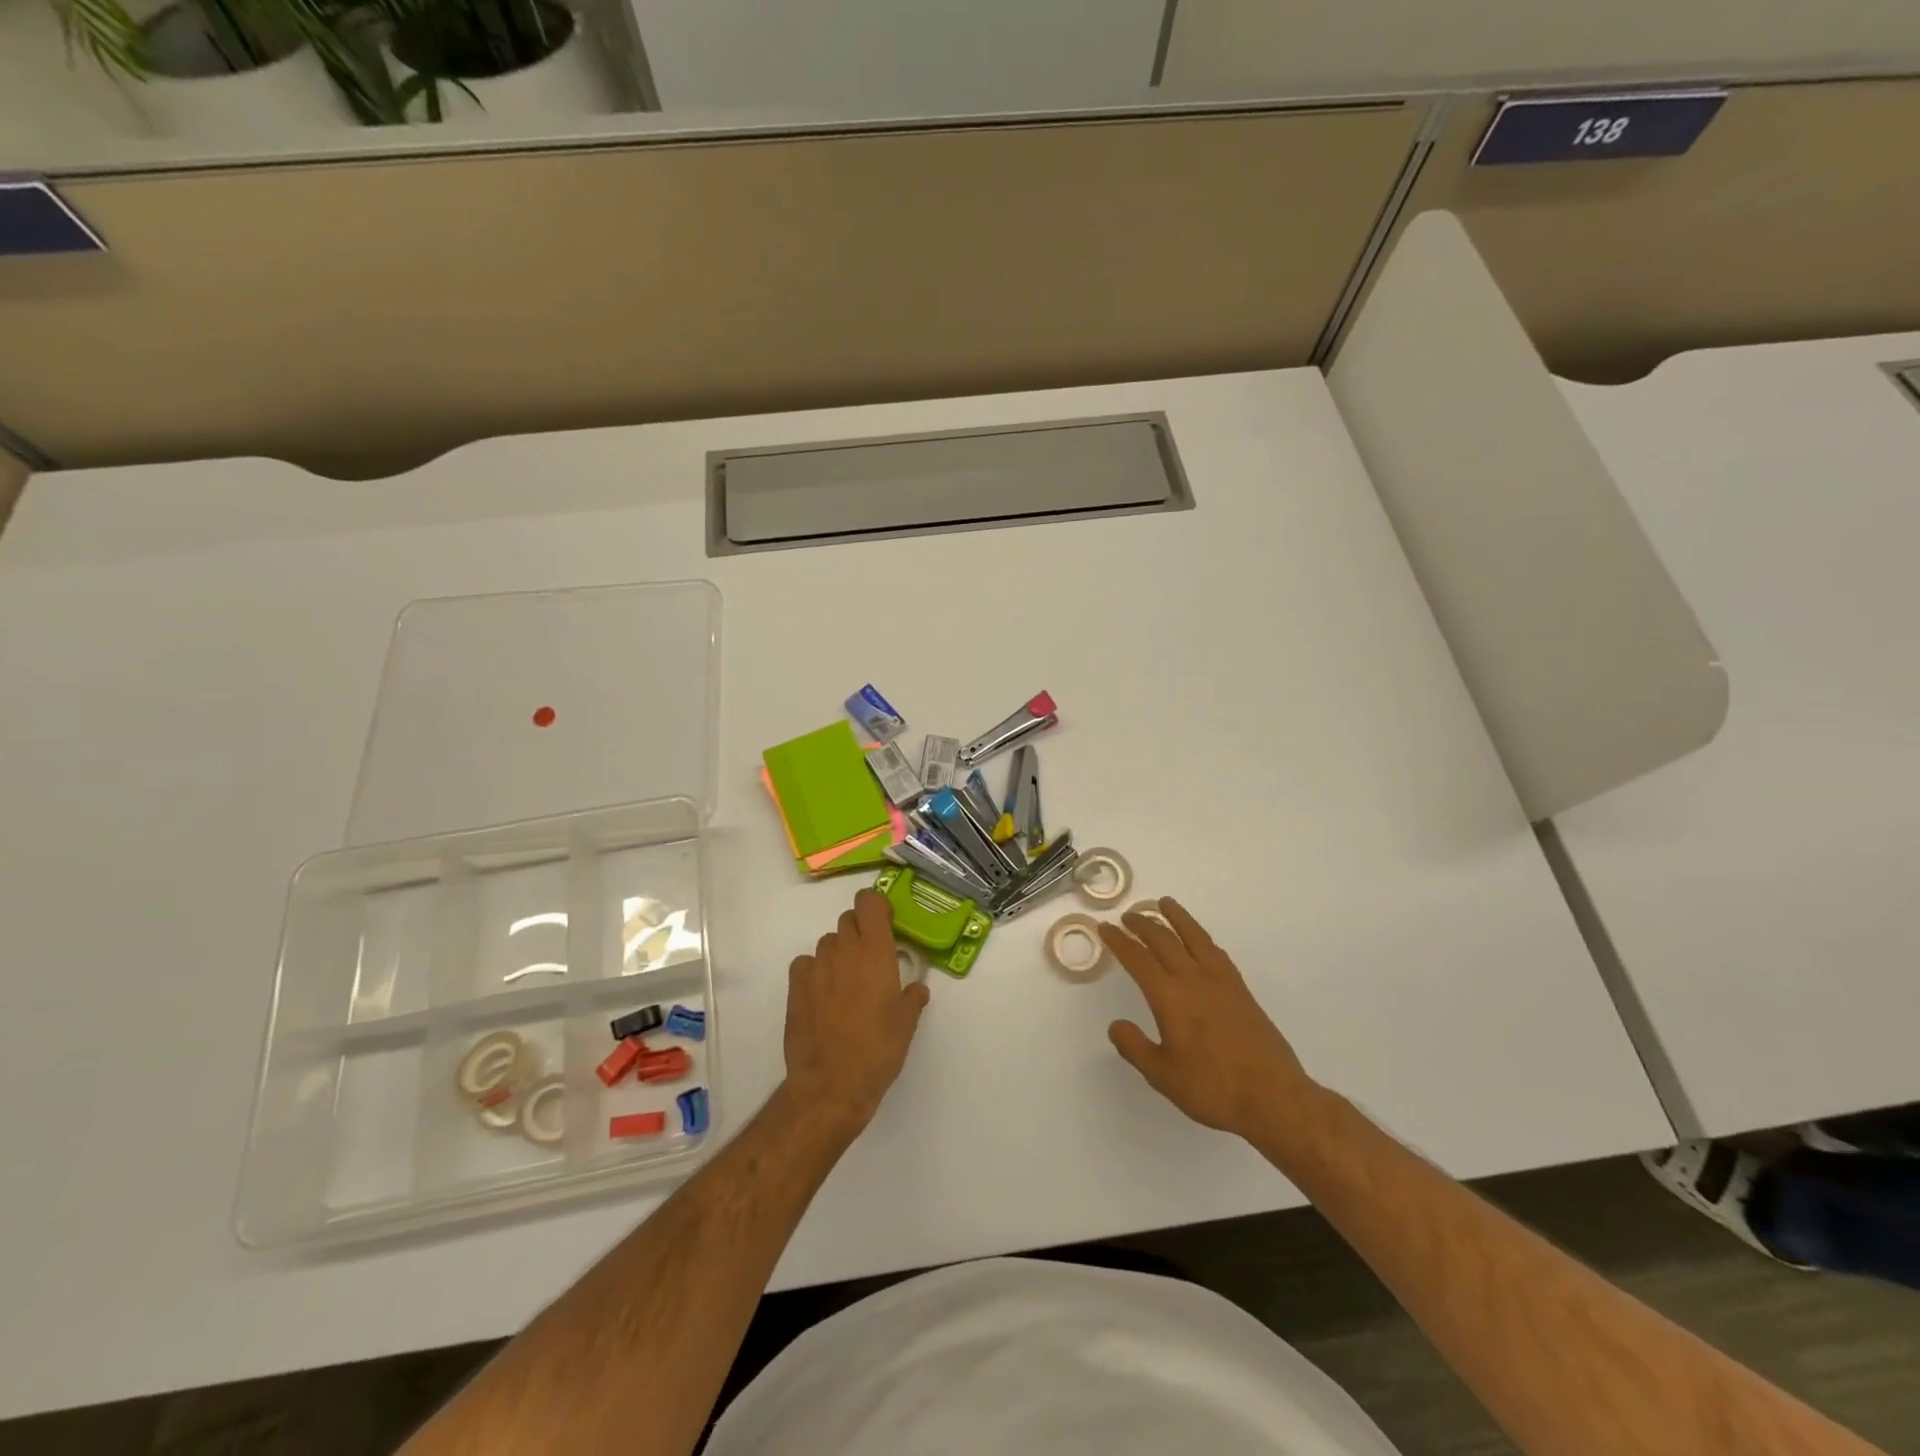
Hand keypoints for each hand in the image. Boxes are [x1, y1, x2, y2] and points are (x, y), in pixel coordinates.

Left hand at [782, 888, 928, 1134]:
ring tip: (847, 984)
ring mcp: (817, 966)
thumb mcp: (906, 1024)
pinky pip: (806, 964)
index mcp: (876, 952)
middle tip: (870, 960)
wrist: (831, 1084)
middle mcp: (845, 950)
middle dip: (860, 931)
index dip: (876, 906)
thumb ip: (912, 998)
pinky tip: (822, 994)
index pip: (869, 901)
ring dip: (839, 953)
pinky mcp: (795, 986)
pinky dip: (815, 971)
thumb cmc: (878, 1050)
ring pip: (828, 942)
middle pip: (849, 919)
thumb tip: (916, 989)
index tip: (886, 925)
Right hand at [1101, 898, 1320, 1139]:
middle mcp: (1194, 980)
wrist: (1273, 1096)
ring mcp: (1221, 982)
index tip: (1106, 928)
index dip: (1119, 941)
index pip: (1138, 959)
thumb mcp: (1162, 1075)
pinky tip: (1199, 940)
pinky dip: (1201, 938)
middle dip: (1143, 924)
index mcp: (1170, 997)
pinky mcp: (1241, 990)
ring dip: (1177, 918)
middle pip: (1164, 940)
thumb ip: (1135, 1047)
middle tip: (1128, 915)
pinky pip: (1216, 952)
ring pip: (1194, 937)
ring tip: (1164, 903)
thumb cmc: (1212, 1088)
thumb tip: (1116, 1025)